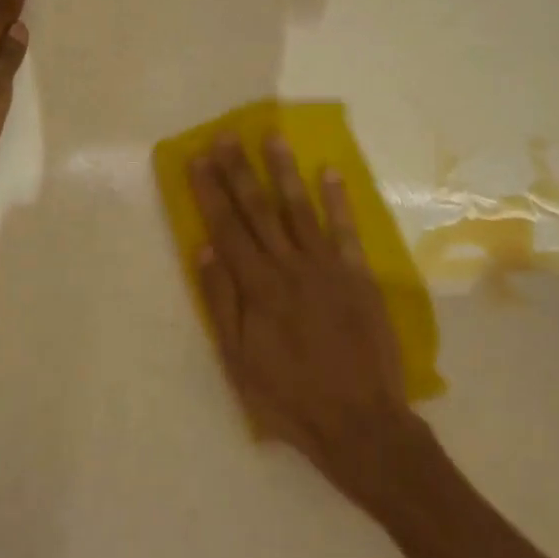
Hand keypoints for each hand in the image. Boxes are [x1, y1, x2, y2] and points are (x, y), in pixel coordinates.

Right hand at [187, 135, 421, 505]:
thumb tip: (204, 250)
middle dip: (239, 170)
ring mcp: (327, 268)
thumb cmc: (289, 398)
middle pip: (259, 209)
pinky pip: (346, 230)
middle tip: (226, 135)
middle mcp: (289, 267)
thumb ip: (221, 302)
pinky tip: (329, 171)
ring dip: (284, 171)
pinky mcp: (358, 276)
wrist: (360, 422)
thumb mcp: (238, 362)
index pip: (227, 228)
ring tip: (272, 136)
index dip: (210, 191)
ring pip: (300, 209)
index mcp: (257, 288)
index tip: (198, 158)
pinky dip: (338, 199)